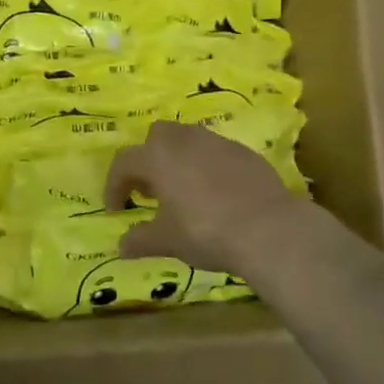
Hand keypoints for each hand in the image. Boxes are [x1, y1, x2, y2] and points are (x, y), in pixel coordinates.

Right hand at [105, 122, 347, 293]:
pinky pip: (216, 152)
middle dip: (148, 158)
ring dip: (178, 159)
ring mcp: (217, 142)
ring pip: (188, 139)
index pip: (124, 162)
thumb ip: (140, 240)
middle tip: (151, 190)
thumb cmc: (206, 231)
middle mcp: (184, 140)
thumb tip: (121, 246)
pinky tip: (217, 194)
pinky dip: (208, 167)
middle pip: (156, 136)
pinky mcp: (244, 152)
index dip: (114, 185)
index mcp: (157, 157)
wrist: (268, 228)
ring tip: (183, 191)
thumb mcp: (167, 241)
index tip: (116, 209)